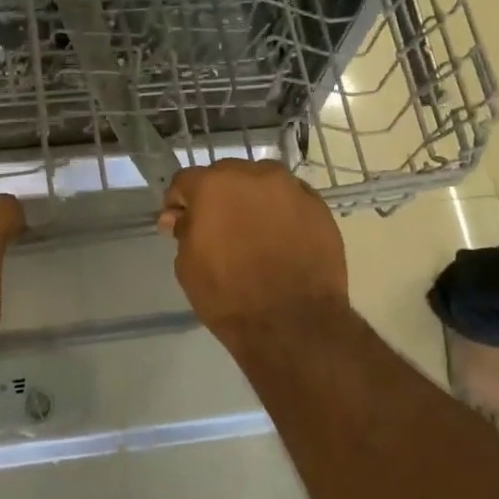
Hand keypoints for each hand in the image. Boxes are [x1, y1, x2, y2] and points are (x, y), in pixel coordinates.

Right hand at [158, 160, 348, 342]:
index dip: (179, 202)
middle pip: (227, 175)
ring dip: (252, 199)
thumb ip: (184, 231)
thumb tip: (182, 217)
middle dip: (218, 197)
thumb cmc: (229, 297)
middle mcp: (254, 175)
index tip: (179, 223)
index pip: (186, 180)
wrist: (292, 322)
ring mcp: (291, 188)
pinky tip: (281, 239)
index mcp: (214, 186)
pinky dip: (281, 213)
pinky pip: (291, 200)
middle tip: (219, 228)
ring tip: (253, 232)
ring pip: (262, 183)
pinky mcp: (319, 207)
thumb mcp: (188, 266)